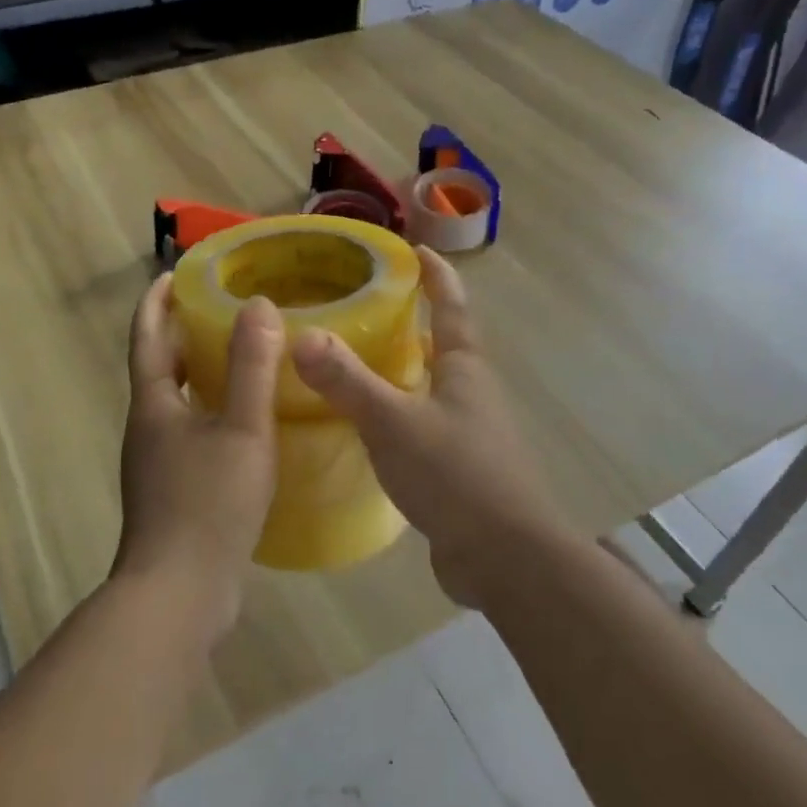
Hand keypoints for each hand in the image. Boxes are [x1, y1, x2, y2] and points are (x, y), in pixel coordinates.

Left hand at [117, 274, 284, 640]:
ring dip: (200, 374)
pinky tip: (246, 423)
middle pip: (160, 367)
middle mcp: (147, 428)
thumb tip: (258, 305)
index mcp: (154, 405)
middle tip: (222, 308)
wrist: (178, 594)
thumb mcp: (242, 430)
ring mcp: (156, 463)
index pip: (149, 336)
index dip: (158, 301)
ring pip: (177, 402)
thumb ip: (252, 368)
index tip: (175, 272)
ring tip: (241, 357)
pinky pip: (191, 433)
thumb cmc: (208, 504)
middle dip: (183, 333)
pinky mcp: (172, 492)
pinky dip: (212, 412)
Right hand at [292, 247, 556, 604]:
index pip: (451, 307)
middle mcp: (471, 393)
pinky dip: (398, 414)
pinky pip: (424, 426)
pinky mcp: (460, 469)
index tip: (415, 248)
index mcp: (464, 369)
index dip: (436, 276)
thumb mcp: (393, 423)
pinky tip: (369, 427)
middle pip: (443, 345)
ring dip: (404, 370)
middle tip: (367, 308)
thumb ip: (348, 381)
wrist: (505, 558)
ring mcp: (469, 433)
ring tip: (357, 362)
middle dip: (413, 322)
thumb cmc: (455, 476)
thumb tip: (301, 336)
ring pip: (432, 388)